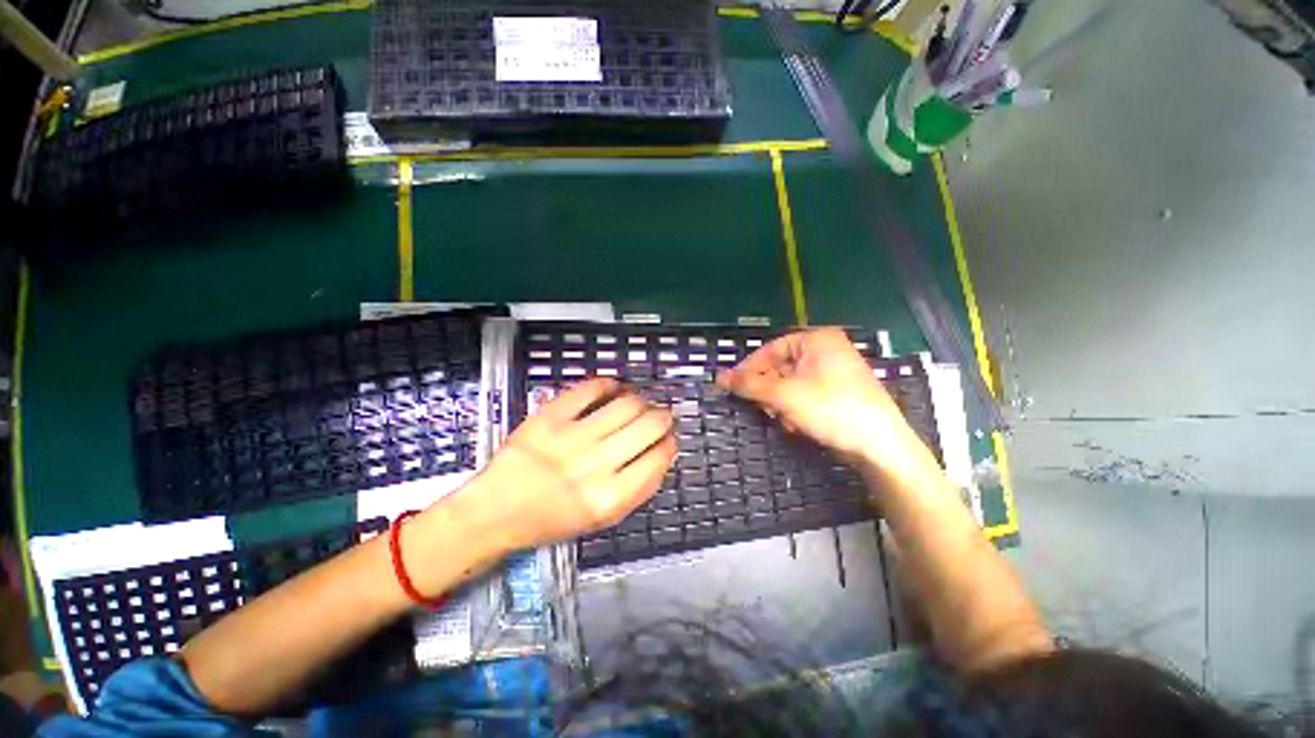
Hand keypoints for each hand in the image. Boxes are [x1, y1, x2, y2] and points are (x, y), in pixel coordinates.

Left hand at [455, 378, 676, 554]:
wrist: (497, 510)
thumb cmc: (553, 518)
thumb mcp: (603, 518)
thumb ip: (639, 489)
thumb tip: (664, 452)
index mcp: (610, 497)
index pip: (659, 457)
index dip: (670, 442)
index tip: (669, 436)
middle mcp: (595, 465)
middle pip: (649, 424)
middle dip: (662, 416)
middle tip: (660, 415)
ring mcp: (572, 437)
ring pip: (627, 403)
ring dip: (640, 400)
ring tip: (638, 403)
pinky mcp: (550, 416)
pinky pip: (590, 389)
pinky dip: (608, 384)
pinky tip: (613, 388)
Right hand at [717, 328, 933, 480]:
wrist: (880, 446)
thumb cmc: (832, 409)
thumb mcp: (784, 394)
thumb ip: (750, 384)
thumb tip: (719, 377)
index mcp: (817, 340)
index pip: (770, 349)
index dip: (749, 369)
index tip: (731, 386)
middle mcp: (826, 350)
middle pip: (779, 368)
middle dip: (770, 392)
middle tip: (763, 408)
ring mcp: (833, 372)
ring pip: (790, 385)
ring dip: (781, 404)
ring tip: (785, 420)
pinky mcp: (837, 392)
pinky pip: (804, 395)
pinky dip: (796, 409)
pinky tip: (799, 425)